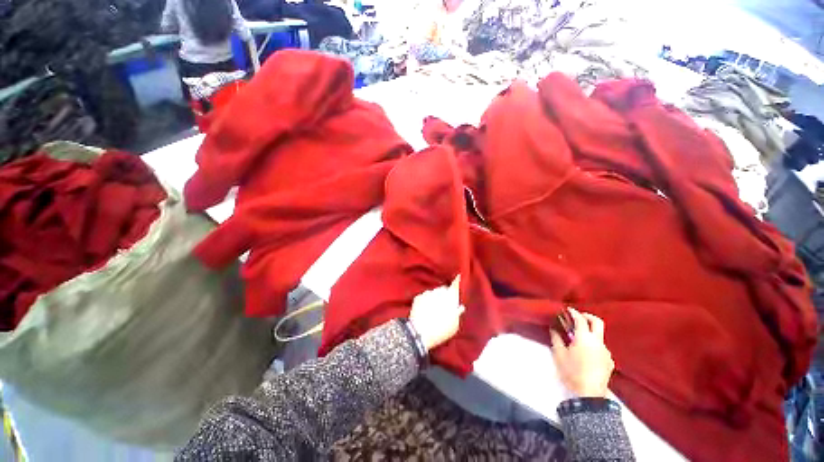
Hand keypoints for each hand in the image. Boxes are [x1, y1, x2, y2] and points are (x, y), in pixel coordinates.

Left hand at [409, 276, 464, 349]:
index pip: (455, 285)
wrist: (420, 333)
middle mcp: (439, 292)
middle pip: (444, 289)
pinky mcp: (418, 297)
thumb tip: (460, 307)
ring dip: (434, 298)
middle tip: (444, 306)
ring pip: (433, 292)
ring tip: (433, 310)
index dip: (457, 281)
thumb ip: (458, 313)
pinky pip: (424, 296)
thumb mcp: (454, 325)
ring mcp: (427, 293)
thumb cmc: (440, 331)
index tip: (458, 277)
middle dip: (445, 294)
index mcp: (450, 298)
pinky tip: (425, 311)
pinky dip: (425, 301)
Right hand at [549, 308, 614, 397]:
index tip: (568, 310)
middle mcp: (598, 342)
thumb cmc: (571, 372)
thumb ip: (556, 338)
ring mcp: (606, 352)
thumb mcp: (559, 354)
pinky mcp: (610, 361)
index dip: (573, 312)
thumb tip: (554, 329)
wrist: (589, 394)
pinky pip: (601, 348)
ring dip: (590, 333)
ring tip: (579, 340)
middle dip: (588, 316)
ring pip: (599, 336)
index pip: (580, 319)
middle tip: (579, 317)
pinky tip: (587, 354)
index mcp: (584, 338)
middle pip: (597, 322)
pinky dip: (594, 345)